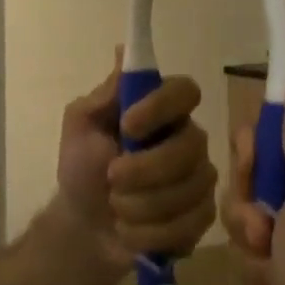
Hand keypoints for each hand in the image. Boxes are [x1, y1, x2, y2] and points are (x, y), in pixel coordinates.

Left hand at [55, 59, 217, 266]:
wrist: (84, 226)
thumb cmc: (82, 166)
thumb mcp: (81, 126)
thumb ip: (106, 94)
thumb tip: (124, 51)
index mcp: (162, 109)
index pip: (185, 91)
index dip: (161, 107)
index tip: (128, 126)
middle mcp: (189, 138)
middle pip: (191, 146)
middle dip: (145, 170)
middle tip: (111, 178)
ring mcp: (200, 178)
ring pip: (189, 189)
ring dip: (140, 205)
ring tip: (116, 207)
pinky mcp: (203, 216)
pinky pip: (189, 224)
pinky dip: (149, 233)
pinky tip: (130, 230)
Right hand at [223, 72, 284, 284]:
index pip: (275, 128)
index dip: (254, 153)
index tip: (255, 177)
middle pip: (256, 175)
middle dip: (248, 211)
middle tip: (265, 235)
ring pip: (249, 217)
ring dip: (253, 250)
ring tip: (276, 278)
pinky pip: (257, 255)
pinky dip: (263, 279)